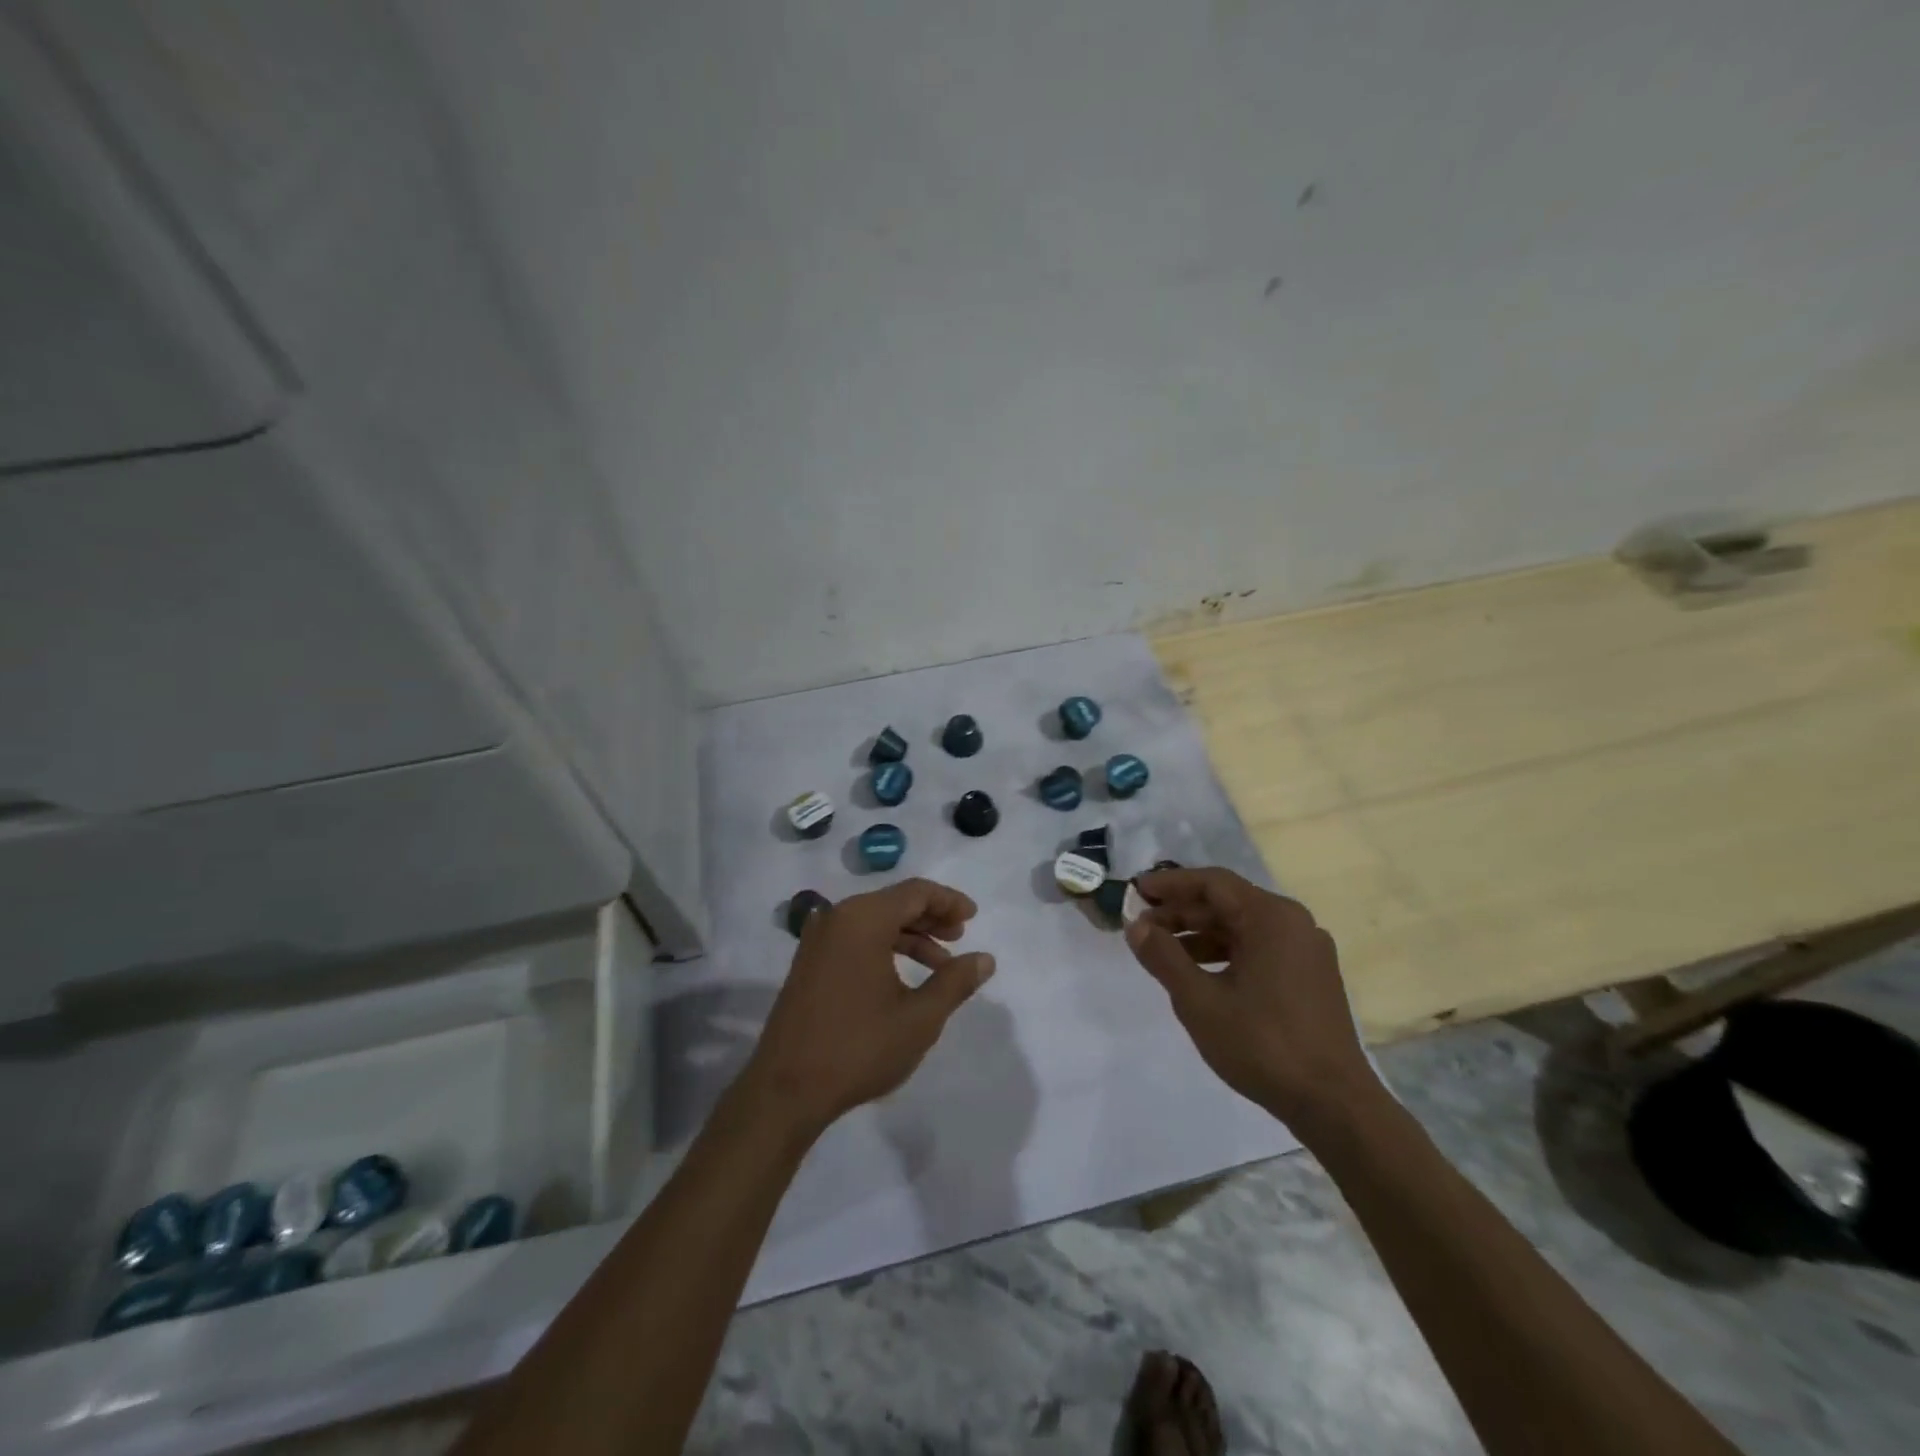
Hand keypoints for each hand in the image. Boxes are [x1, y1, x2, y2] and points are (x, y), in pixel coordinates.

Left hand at [740, 878, 995, 1137]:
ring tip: (940, 964)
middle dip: (931, 917)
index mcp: (863, 919)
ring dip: (910, 935)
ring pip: (875, 921)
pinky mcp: (809, 962)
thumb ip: (955, 982)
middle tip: (960, 938)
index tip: (973, 918)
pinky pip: (855, 939)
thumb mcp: (920, 1017)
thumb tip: (985, 959)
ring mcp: (818, 940)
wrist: (786, 1089)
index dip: (949, 901)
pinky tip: (904, 976)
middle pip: (894, 902)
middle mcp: (837, 918)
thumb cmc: (859, 1047)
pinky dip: (885, 947)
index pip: (915, 892)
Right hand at [1124, 867, 1381, 1134]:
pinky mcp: (1311, 977)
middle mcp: (1293, 923)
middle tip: (1141, 926)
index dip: (1170, 884)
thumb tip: (1135, 925)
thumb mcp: (1199, 1000)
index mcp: (1271, 918)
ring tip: (1162, 951)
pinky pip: (1259, 948)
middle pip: (1228, 903)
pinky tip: (1199, 974)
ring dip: (1200, 934)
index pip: (1212, 883)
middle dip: (1181, 912)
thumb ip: (1163, 956)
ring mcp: (1306, 951)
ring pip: (1243, 927)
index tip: (1135, 890)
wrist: (1334, 1105)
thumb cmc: (1262, 1044)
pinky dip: (1225, 953)